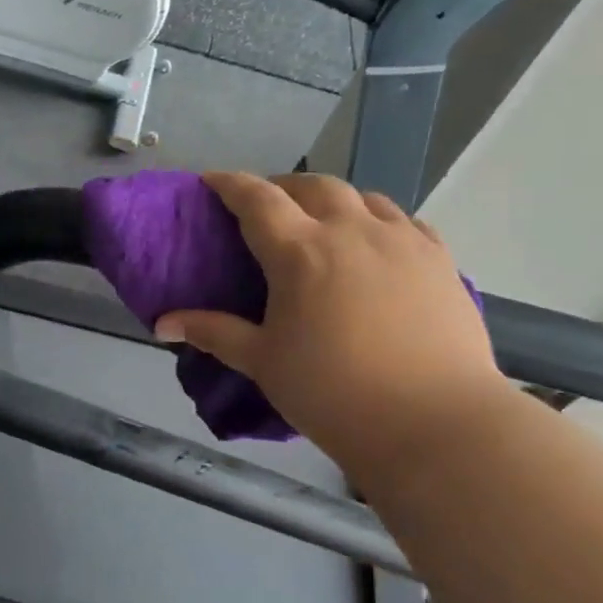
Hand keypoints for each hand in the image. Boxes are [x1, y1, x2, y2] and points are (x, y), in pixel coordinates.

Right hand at [154, 172, 505, 480]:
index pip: (257, 199)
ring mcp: (402, 240)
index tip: (211, 180)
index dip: (230, 184)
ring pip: (362, 196)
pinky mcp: (439, 259)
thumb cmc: (333, 393)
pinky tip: (373, 243)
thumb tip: (163, 323)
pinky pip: (403, 220)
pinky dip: (376, 220)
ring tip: (320, 222)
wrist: (433, 422)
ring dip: (332, 199)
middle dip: (282, 187)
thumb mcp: (263, 362)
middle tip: (265, 208)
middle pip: (312, 186)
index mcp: (301, 252)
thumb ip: (213, 332)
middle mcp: (352, 231)